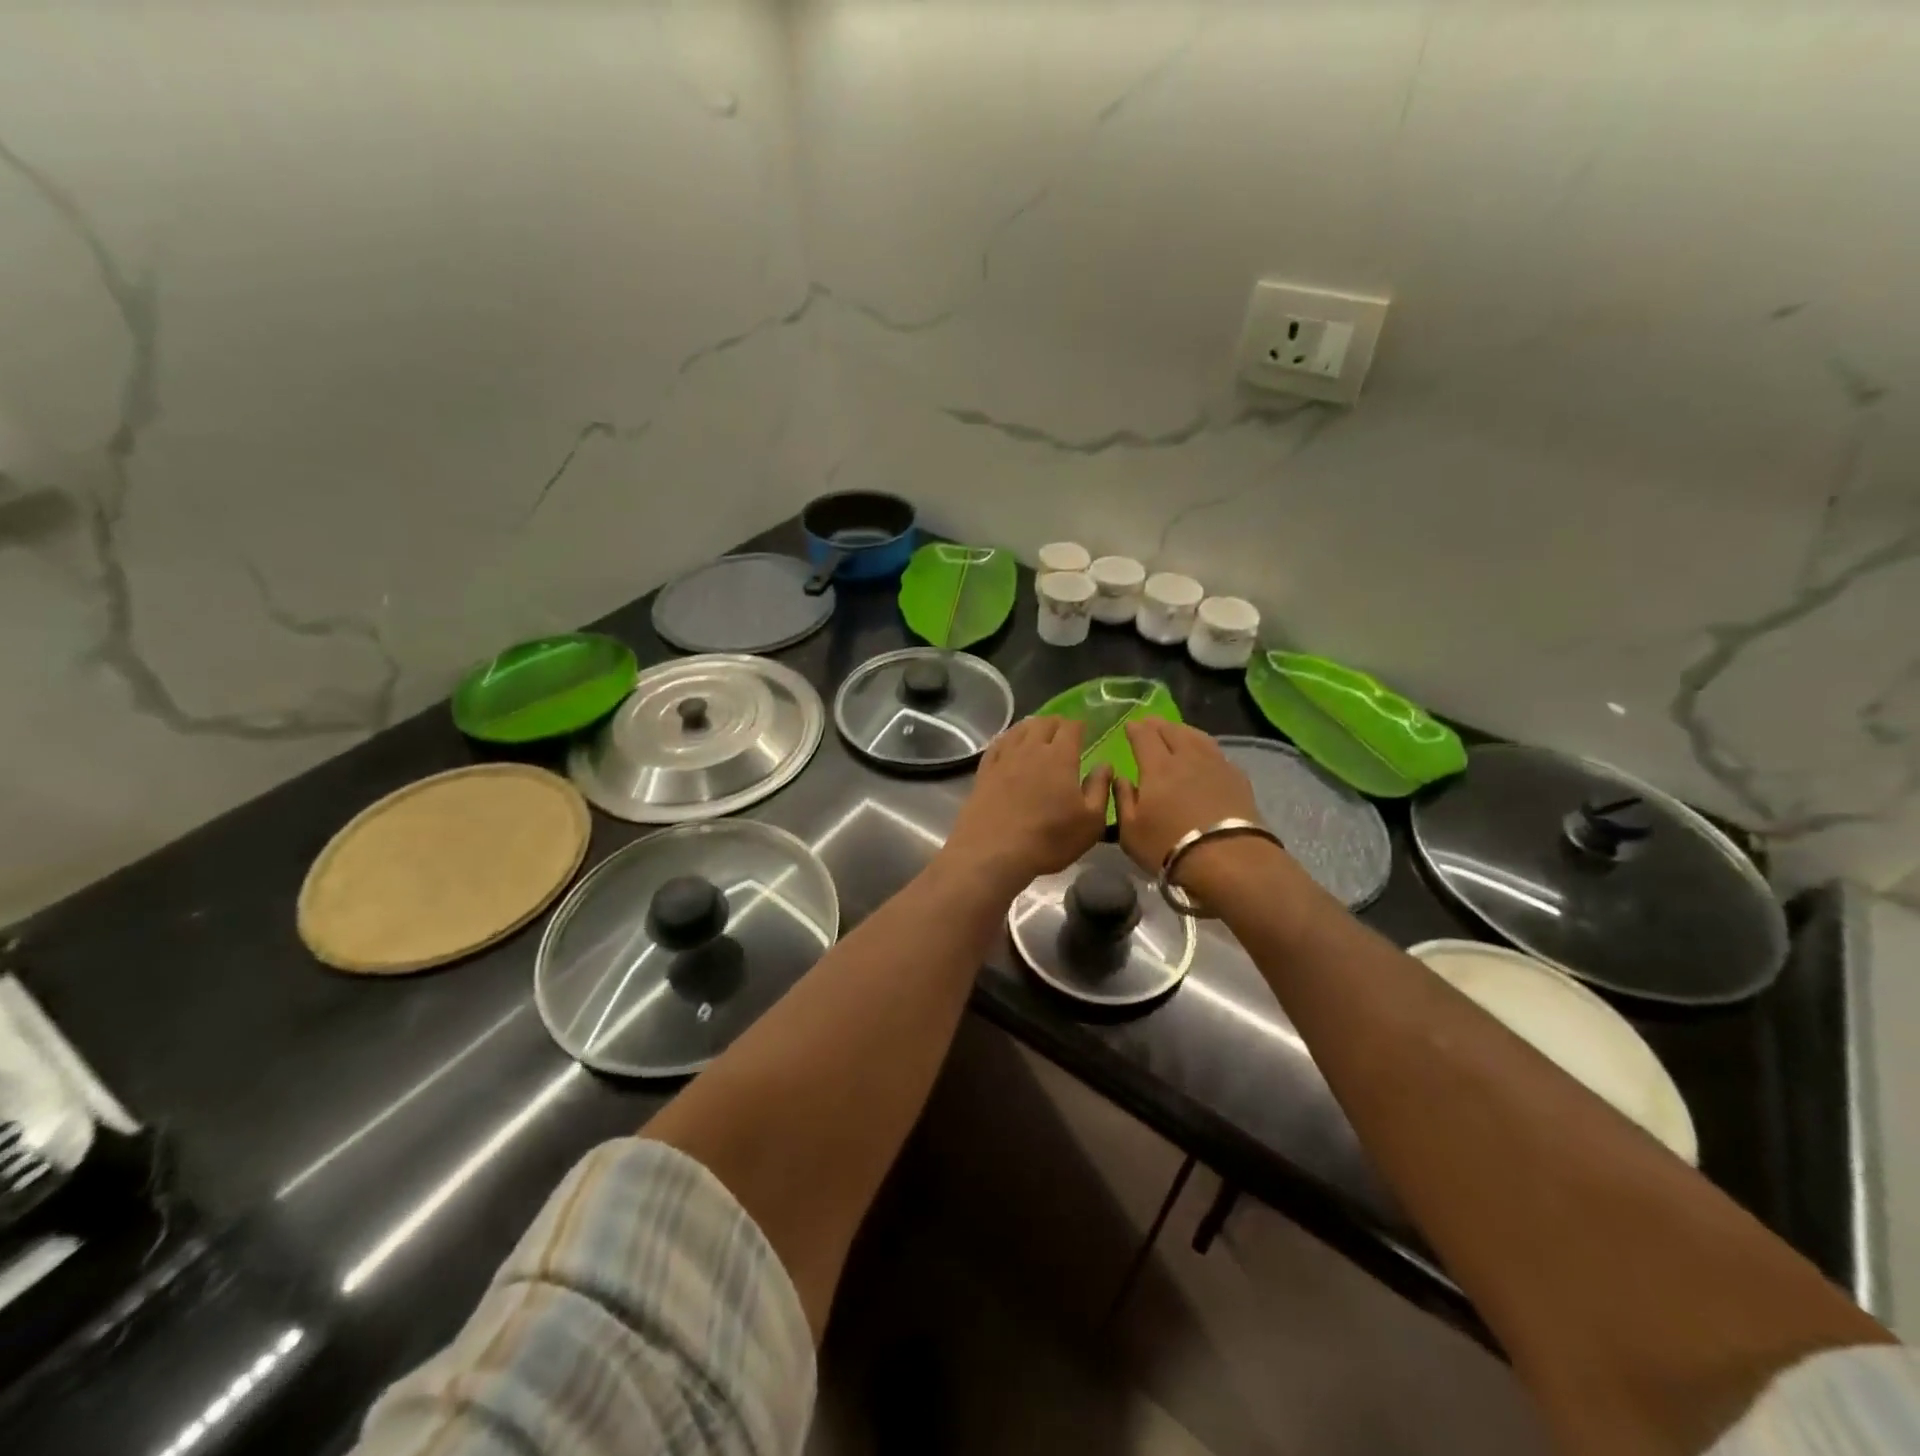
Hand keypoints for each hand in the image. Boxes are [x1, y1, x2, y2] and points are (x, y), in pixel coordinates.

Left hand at [942, 718, 1111, 893]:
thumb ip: (1100, 789)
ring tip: (1038, 734)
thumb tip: (1105, 765)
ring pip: (1019, 730)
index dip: (1079, 725)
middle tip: (1063, 733)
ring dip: (1032, 727)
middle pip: (1044, 723)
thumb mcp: (1090, 822)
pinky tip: (1009, 744)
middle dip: (1057, 723)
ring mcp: (1004, 758)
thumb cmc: (1049, 839)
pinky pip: (997, 745)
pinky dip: (1008, 739)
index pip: (1071, 727)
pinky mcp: (984, 771)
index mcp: (1060, 757)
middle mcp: (1030, 749)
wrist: (993, 852)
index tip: (1084, 730)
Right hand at [1113, 720, 1262, 877]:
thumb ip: (1122, 800)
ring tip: (1177, 731)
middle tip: (1149, 724)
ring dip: (1183, 730)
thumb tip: (1120, 778)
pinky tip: (1205, 755)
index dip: (1135, 729)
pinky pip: (1217, 752)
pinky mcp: (1238, 779)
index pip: (1144, 736)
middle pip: (1172, 731)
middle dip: (1158, 725)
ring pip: (1198, 737)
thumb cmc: (1169, 847)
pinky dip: (1205, 747)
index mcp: (1157, 767)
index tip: (1129, 726)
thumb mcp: (1131, 831)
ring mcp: (1216, 765)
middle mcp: (1187, 758)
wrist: (1229, 860)